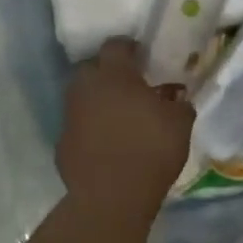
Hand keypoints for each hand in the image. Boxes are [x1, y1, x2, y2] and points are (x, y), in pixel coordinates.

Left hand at [57, 39, 193, 220]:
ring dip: (98, 100)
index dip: (129, 48)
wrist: (111, 197)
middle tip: (129, 86)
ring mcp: (70, 115)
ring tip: (119, 116)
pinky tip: (106, 143)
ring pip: (82, 96)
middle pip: (92, 68)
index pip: (116, 45)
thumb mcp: (180, 124)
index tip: (142, 57)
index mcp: (115, 75)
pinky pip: (78, 125)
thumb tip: (178, 98)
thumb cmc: (151, 150)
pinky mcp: (62, 143)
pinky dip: (90, 128)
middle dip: (108, 72)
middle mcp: (86, 88)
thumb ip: (180, 104)